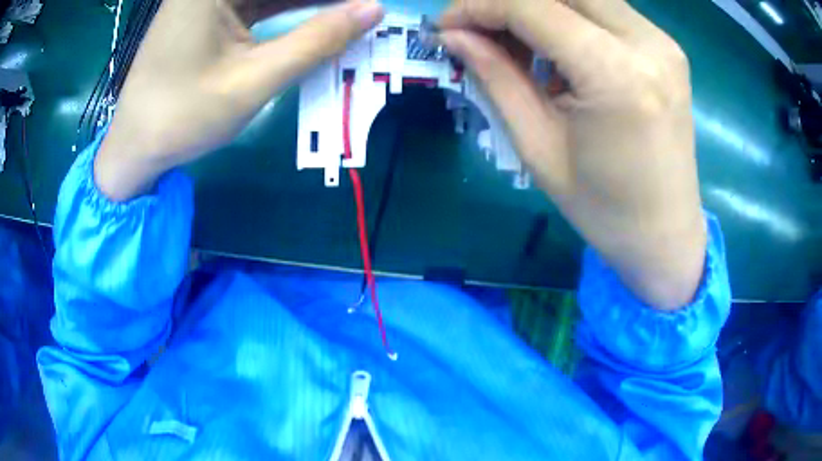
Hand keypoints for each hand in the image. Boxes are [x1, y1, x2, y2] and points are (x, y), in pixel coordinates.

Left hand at [95, 0, 383, 200]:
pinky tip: (319, 16)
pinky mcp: (208, 13)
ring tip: (349, 14)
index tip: (367, 4)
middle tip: (361, 11)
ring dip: (310, 2)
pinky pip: (258, 2)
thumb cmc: (182, 117)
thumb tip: (374, 10)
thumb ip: (316, 41)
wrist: (135, 148)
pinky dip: (288, 9)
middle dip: (322, 0)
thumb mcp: (253, 80)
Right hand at [440, 0, 705, 308]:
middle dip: (508, 2)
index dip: (478, 6)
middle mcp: (648, 44)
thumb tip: (453, 34)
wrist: (665, 235)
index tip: (445, 25)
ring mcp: (663, 43)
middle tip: (478, 29)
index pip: (531, 6)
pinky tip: (557, 51)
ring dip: (540, 7)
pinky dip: (570, 17)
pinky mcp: (667, 49)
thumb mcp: (539, 147)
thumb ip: (496, 77)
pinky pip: (606, 11)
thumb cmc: (604, 209)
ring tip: (516, 44)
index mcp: (616, 75)